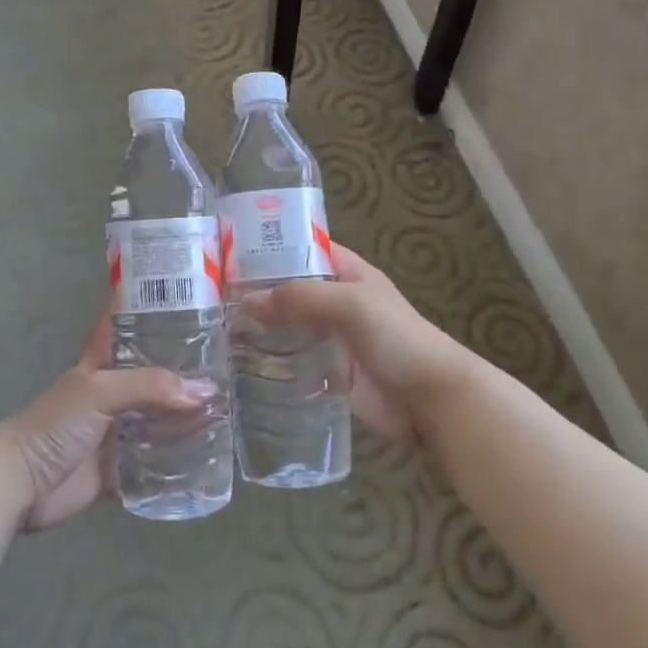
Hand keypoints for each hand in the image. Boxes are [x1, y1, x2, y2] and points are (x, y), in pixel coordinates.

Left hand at [0, 308, 210, 530]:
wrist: (21, 483)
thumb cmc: (56, 423)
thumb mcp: (101, 391)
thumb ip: (151, 386)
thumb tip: (205, 391)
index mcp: (104, 362)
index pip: (130, 323)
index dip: (155, 307)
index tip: (193, 294)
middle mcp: (115, 392)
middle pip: (155, 374)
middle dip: (187, 369)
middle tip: (232, 362)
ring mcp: (118, 431)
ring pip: (160, 418)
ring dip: (188, 416)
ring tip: (231, 408)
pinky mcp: (120, 468)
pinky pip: (157, 462)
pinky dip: (179, 461)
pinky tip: (211, 454)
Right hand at [241, 243, 464, 441]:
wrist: (432, 398)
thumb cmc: (397, 338)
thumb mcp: (350, 304)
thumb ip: (301, 297)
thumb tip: (248, 301)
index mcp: (350, 274)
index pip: (308, 250)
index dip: (275, 249)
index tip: (233, 253)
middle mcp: (339, 303)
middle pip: (294, 291)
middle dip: (261, 292)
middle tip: (215, 297)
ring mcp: (335, 340)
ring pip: (292, 328)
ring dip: (264, 329)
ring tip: (219, 330)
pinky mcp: (332, 374)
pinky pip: (298, 363)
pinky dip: (275, 363)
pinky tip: (243, 365)